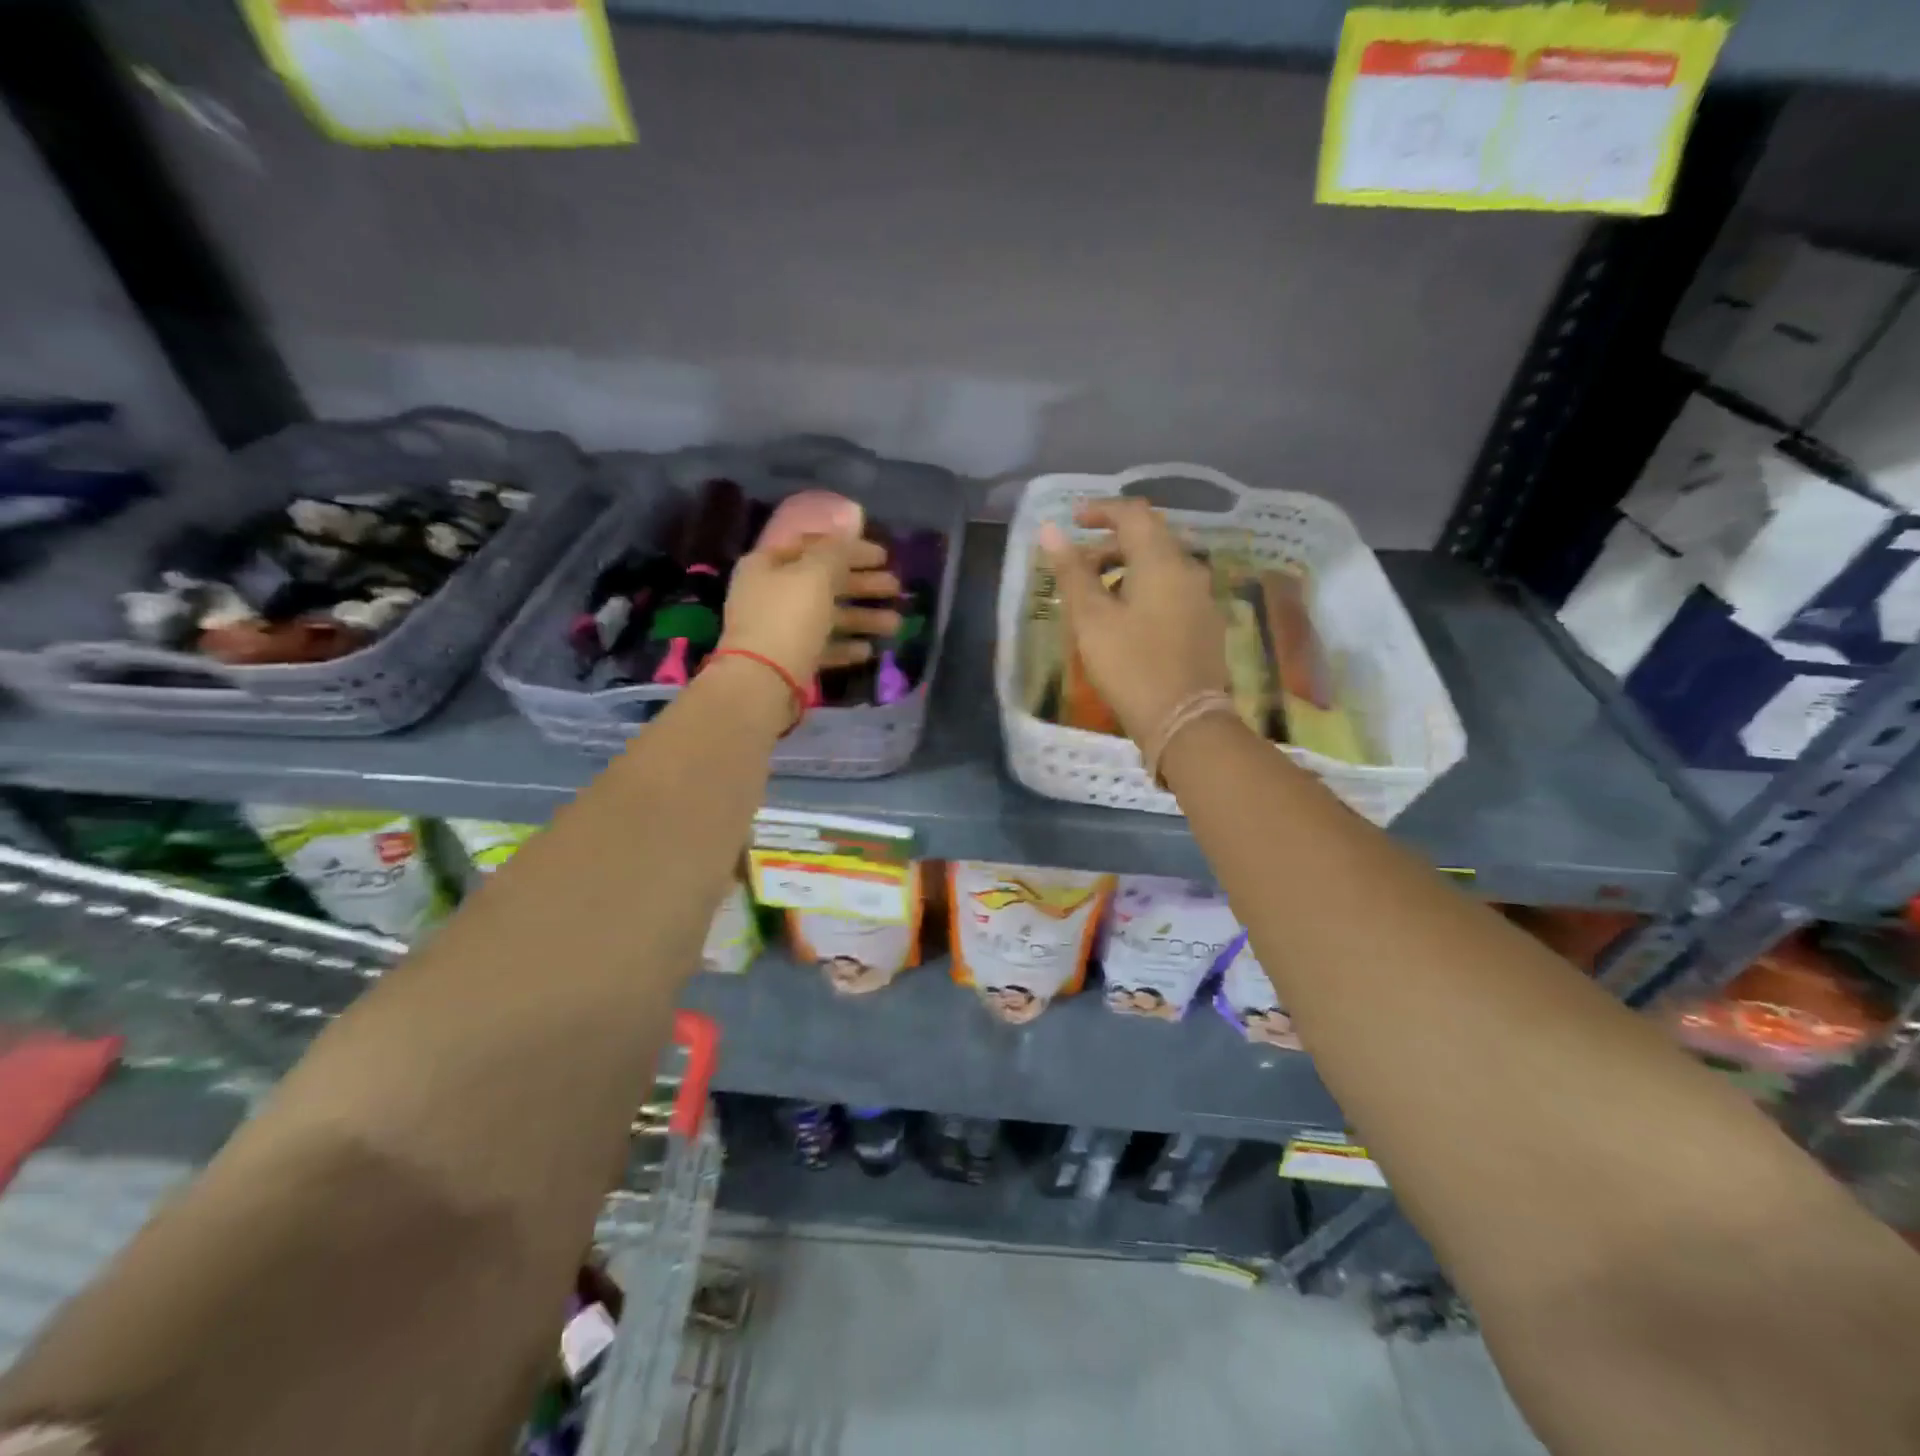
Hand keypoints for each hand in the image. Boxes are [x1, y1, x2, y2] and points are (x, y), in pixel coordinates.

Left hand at [719, 535, 900, 682]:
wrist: (762, 683)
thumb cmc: (789, 619)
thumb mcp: (816, 575)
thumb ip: (837, 550)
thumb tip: (850, 523)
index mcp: (768, 565)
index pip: (814, 546)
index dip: (850, 547)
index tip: (883, 556)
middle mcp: (770, 593)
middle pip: (823, 582)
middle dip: (863, 584)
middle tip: (896, 588)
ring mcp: (778, 629)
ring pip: (827, 617)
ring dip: (862, 618)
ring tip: (895, 625)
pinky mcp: (789, 660)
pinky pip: (822, 647)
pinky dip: (845, 646)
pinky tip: (868, 650)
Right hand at [1040, 498, 1227, 745]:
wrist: (1185, 722)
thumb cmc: (1131, 666)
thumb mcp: (1092, 619)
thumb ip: (1072, 572)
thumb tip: (1050, 531)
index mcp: (1162, 561)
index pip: (1133, 514)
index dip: (1100, 510)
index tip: (1072, 520)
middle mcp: (1189, 570)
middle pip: (1149, 539)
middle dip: (1109, 544)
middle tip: (1076, 566)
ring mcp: (1202, 599)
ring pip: (1161, 567)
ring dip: (1125, 569)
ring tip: (1093, 597)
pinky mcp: (1205, 626)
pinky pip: (1171, 591)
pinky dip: (1143, 590)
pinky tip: (1124, 620)